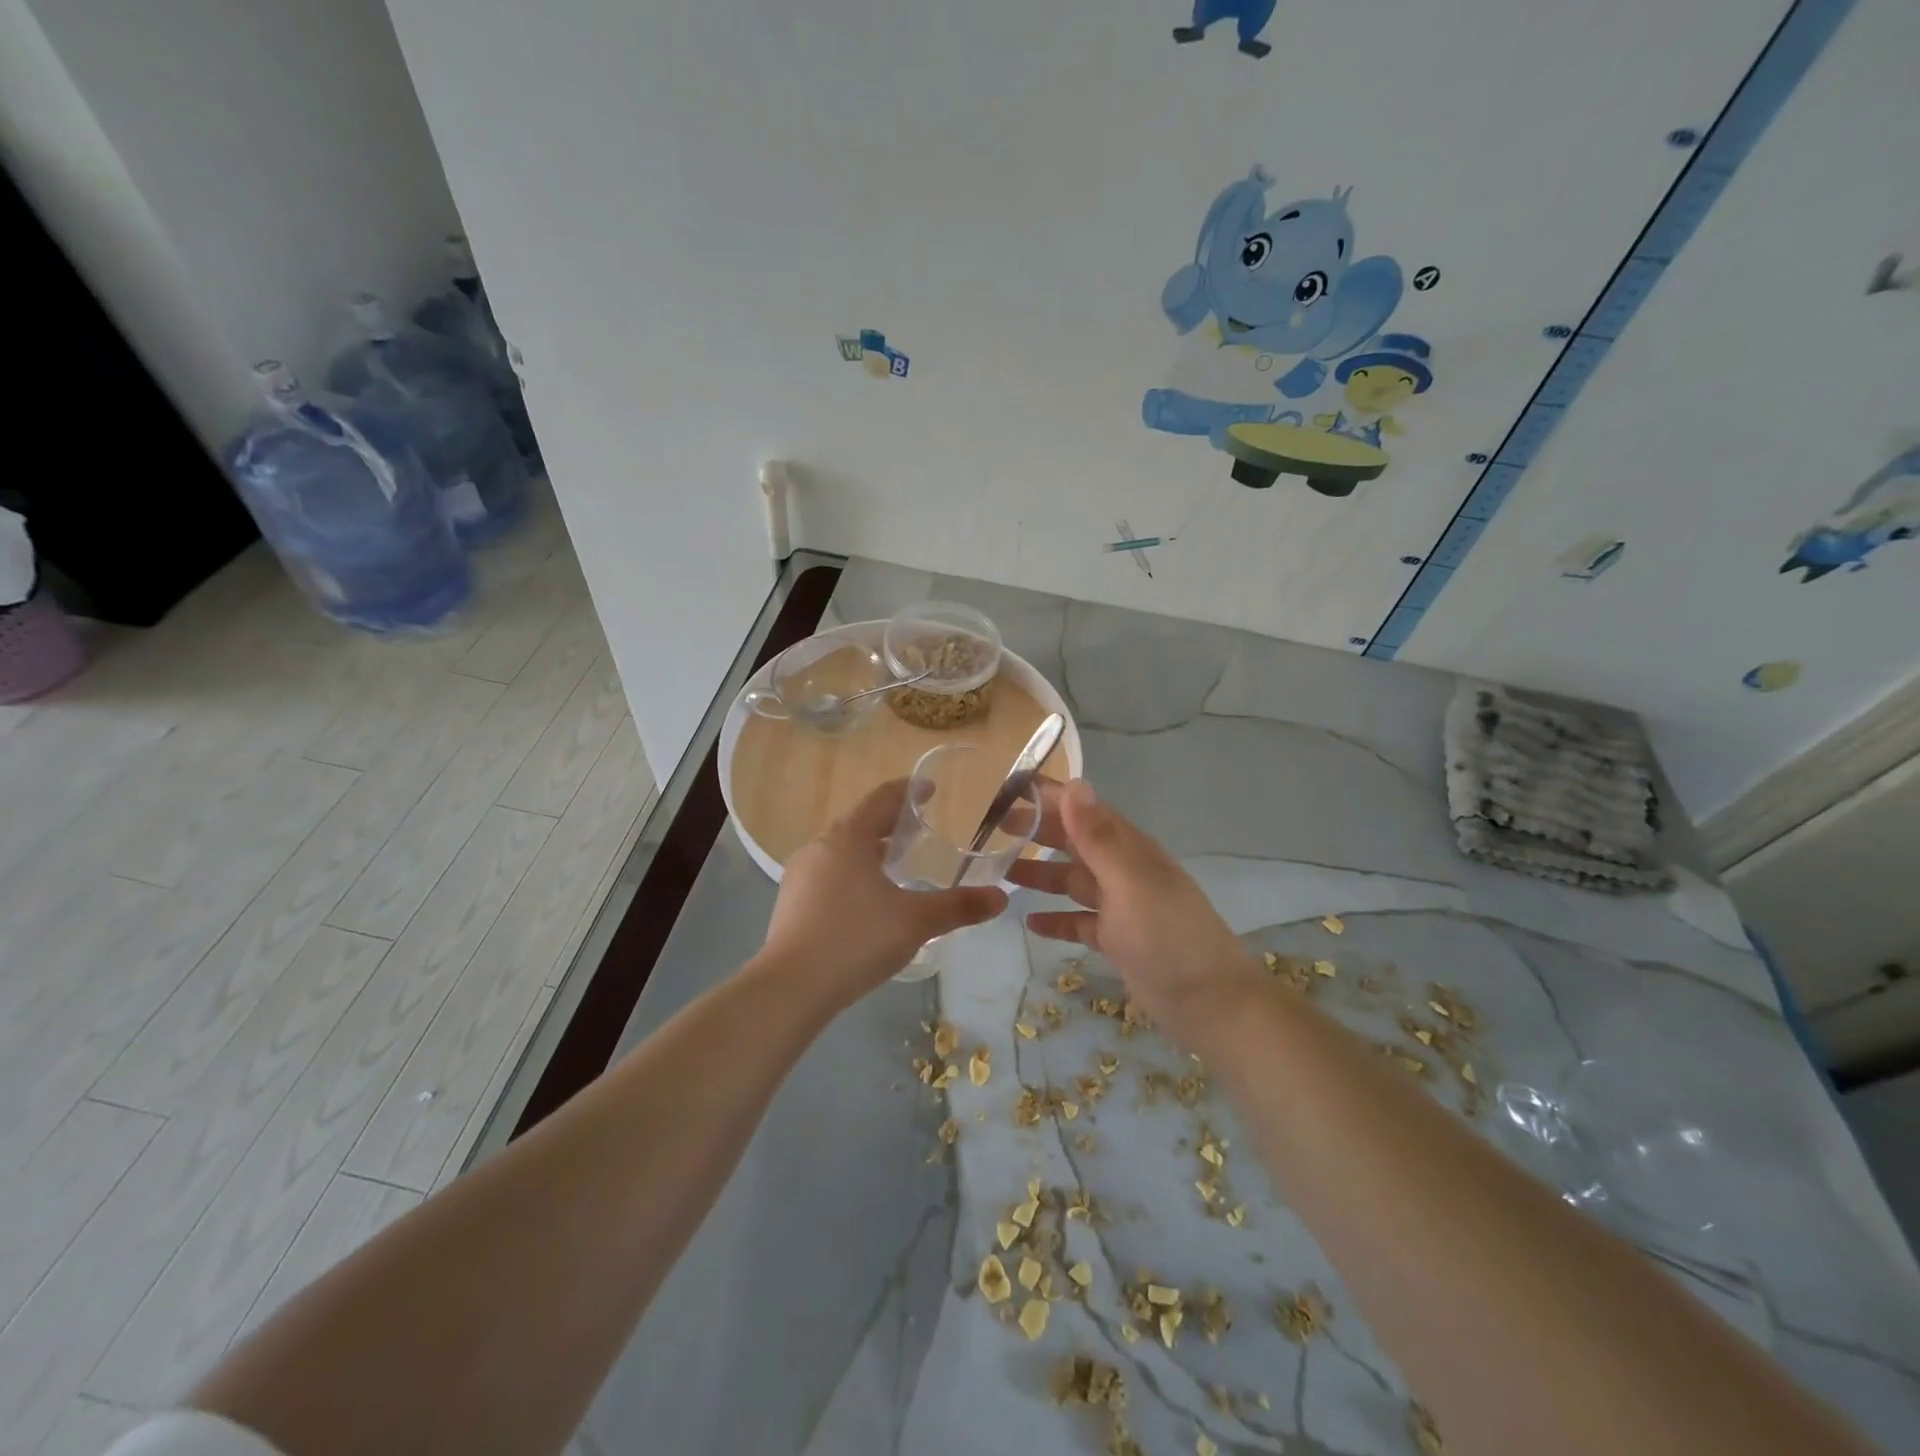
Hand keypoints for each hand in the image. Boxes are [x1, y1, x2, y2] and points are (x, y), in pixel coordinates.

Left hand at [759, 780, 1007, 1009]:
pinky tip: (868, 901)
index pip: (881, 798)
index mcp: (848, 837)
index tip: (930, 791)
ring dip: (870, 851)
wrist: (790, 988)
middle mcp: (819, 846)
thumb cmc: (856, 939)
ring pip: (842, 851)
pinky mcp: (791, 903)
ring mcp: (800, 875)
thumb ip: (958, 906)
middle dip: (890, 824)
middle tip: (920, 832)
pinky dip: (853, 874)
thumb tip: (1001, 898)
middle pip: (860, 823)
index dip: (908, 791)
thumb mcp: (915, 922)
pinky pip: (829, 875)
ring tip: (897, 866)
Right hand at [1006, 779, 1263, 1045]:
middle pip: (1074, 842)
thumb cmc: (1168, 937)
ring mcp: (1120, 906)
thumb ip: (1098, 838)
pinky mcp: (1117, 939)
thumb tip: (1075, 783)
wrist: (1211, 1004)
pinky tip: (1029, 922)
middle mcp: (1123, 870)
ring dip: (1040, 874)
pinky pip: (1078, 921)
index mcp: (1129, 849)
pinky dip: (1056, 919)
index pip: (1083, 810)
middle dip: (1037, 832)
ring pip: (1072, 881)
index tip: (1006, 791)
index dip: (1049, 798)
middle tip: (991, 831)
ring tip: (1000, 872)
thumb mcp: (1129, 883)